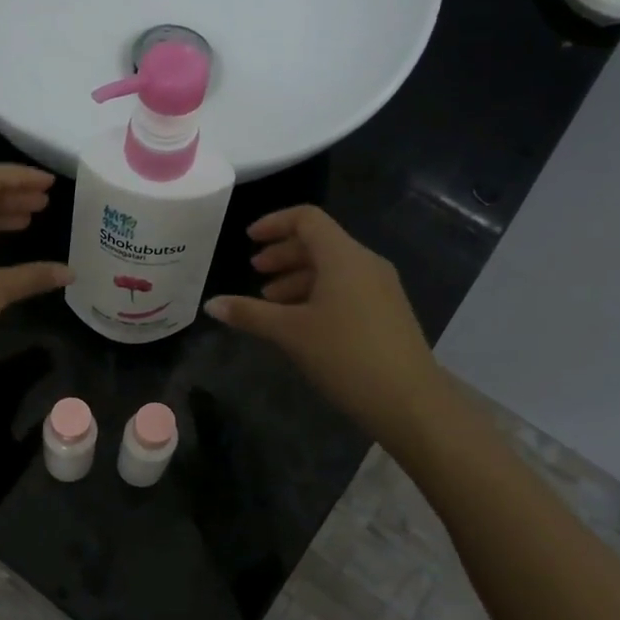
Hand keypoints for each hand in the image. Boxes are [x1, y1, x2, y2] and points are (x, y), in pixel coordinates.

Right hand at [205, 206, 436, 427]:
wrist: (409, 400)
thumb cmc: (344, 355)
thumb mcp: (289, 332)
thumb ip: (249, 313)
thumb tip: (211, 304)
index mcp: (343, 256)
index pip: (307, 219)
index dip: (274, 223)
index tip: (249, 240)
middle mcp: (365, 263)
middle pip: (319, 243)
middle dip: (283, 255)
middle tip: (255, 273)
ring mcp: (381, 287)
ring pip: (332, 268)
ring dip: (298, 278)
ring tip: (271, 304)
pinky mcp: (387, 311)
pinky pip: (346, 288)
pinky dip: (317, 294)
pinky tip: (301, 323)